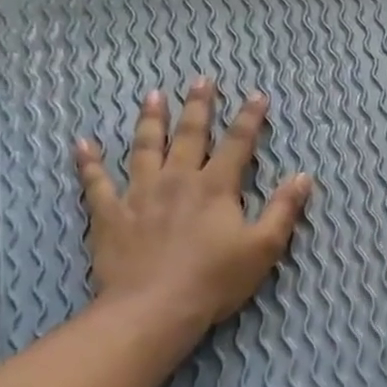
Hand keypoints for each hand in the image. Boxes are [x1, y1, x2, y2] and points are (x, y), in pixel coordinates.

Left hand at [73, 79, 311, 333]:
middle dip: (198, 107)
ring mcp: (140, 194)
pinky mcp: (111, 214)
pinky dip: (89, 163)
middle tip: (201, 80)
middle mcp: (177, 180)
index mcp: (216, 188)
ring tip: (152, 96)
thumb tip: (303, 177)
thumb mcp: (264, 248)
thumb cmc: (216, 280)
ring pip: (144, 147)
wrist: (155, 306)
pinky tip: (83, 145)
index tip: (257, 95)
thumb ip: (283, 210)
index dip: (249, 119)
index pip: (237, 144)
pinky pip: (96, 182)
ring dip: (150, 120)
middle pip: (189, 135)